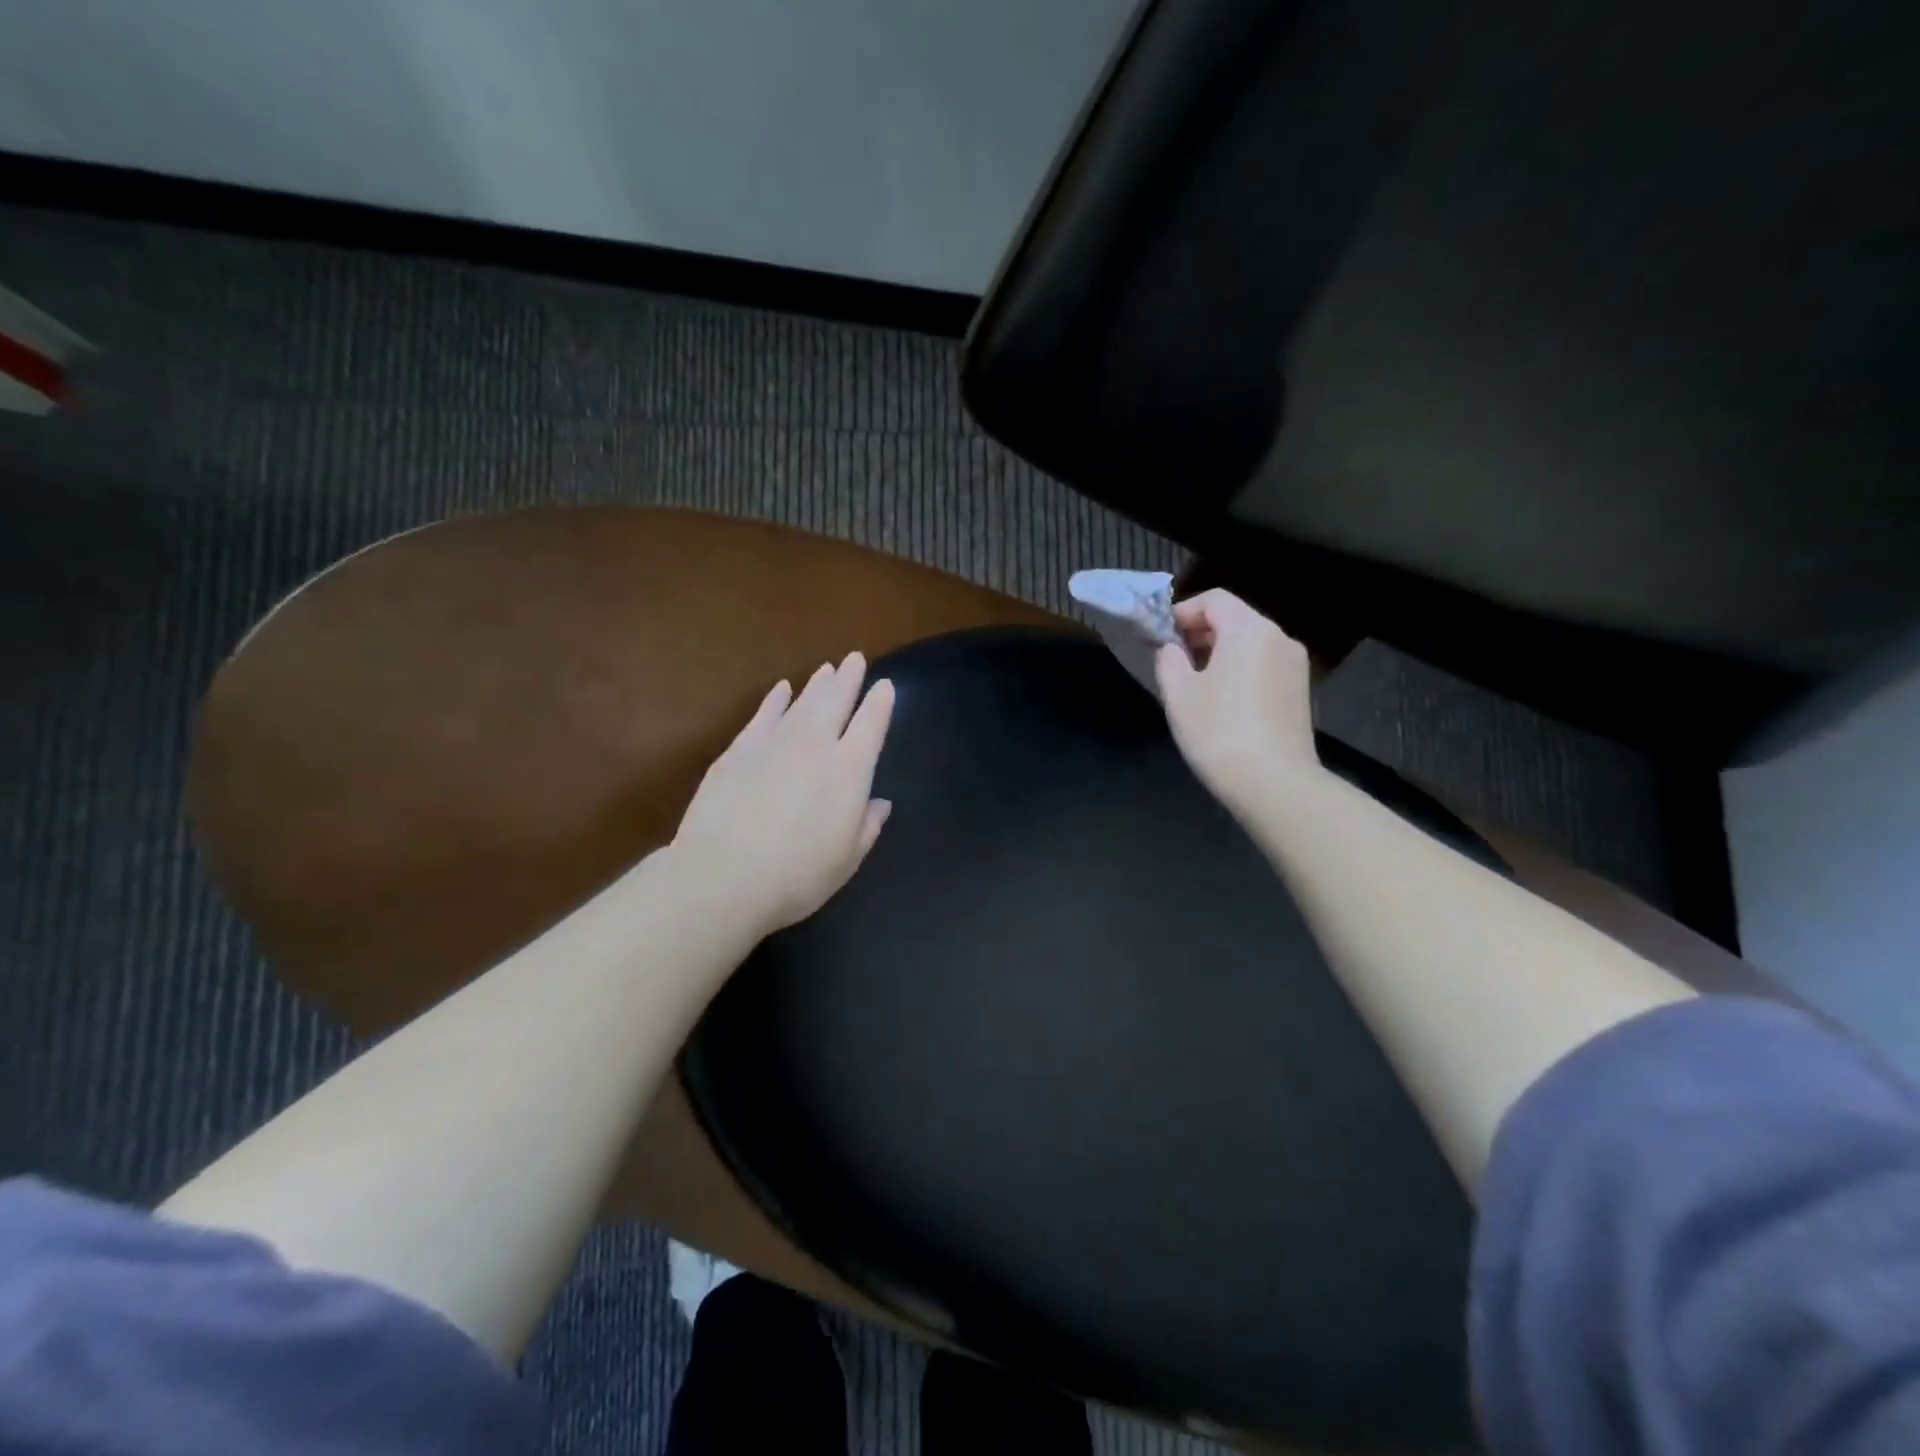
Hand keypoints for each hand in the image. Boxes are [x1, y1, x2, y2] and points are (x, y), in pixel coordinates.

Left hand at [672, 652, 895, 938]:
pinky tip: (781, 689)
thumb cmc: (797, 877)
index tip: (885, 686)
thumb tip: (879, 803)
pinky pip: (763, 715)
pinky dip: (775, 700)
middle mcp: (816, 747)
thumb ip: (866, 826)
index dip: (880, 704)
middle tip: (855, 658)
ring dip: (816, 685)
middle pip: (836, 703)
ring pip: (802, 704)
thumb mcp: (846, 860)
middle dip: (848, 679)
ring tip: (827, 668)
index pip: (871, 726)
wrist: (723, 877)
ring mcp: (774, 744)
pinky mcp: (739, 750)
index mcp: (850, 772)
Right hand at [1156, 589, 1319, 812]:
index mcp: (1250, 629)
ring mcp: (1295, 666)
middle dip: (1200, 633)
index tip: (1160, 638)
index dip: (1182, 612)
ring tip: (1193, 684)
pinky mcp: (1299, 692)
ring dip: (1219, 653)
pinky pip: (1263, 666)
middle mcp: (1279, 639)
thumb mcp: (1178, 692)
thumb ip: (1169, 659)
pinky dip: (1239, 671)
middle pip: (1235, 619)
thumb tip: (1172, 649)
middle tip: (1172, 661)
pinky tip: (1221, 702)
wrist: (1273, 783)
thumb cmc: (1218, 730)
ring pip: (1250, 644)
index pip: (1214, 600)